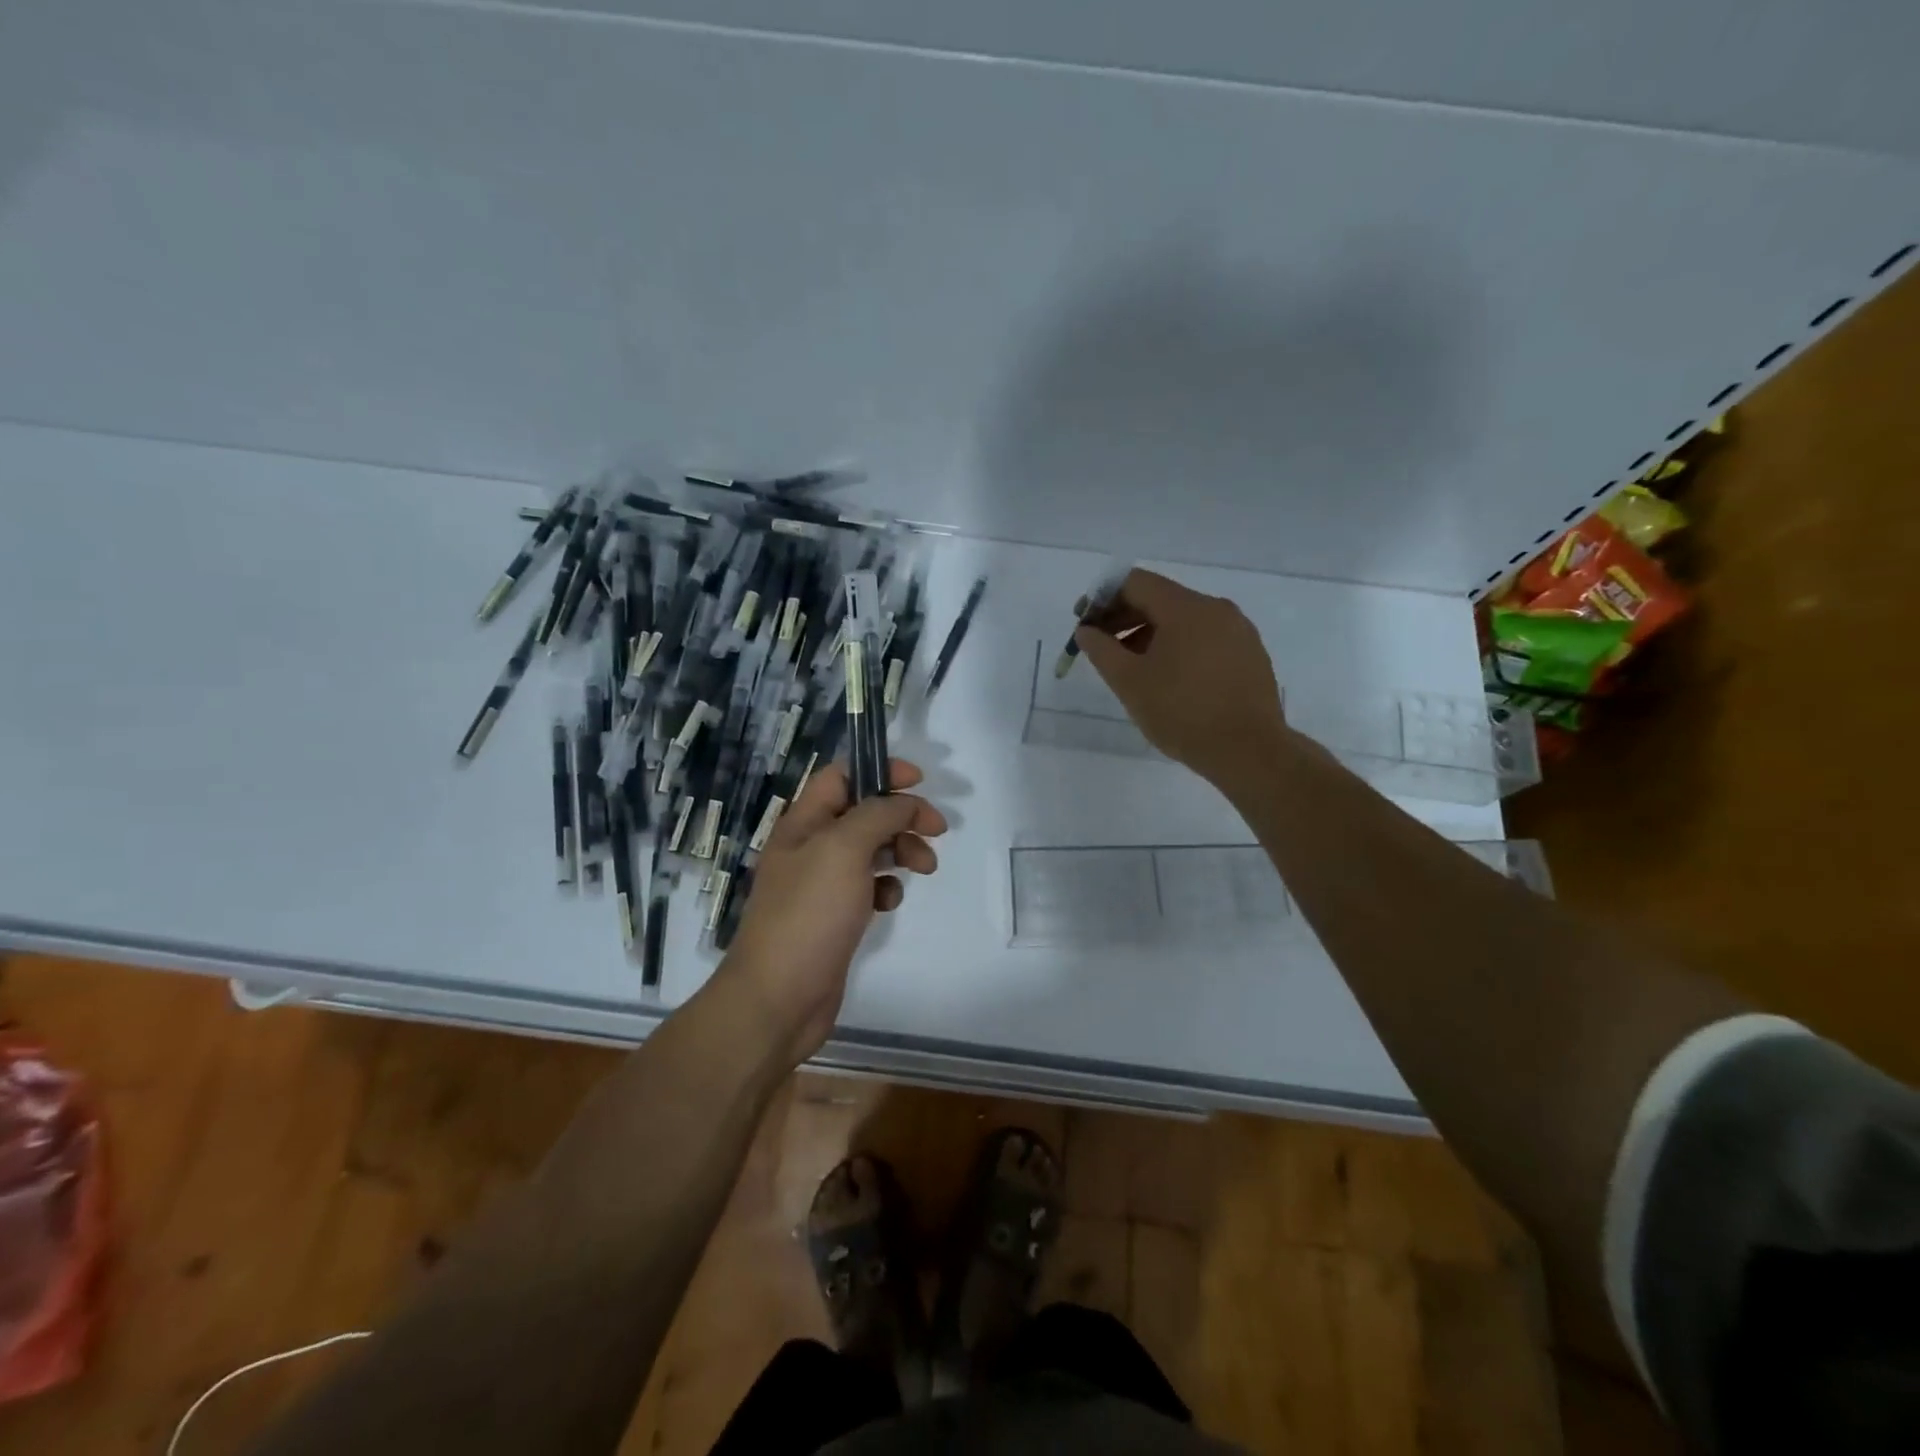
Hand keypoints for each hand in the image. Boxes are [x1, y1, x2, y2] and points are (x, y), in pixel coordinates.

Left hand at [720, 759, 946, 1064]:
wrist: (779, 998)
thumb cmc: (809, 914)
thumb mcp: (843, 849)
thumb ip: (877, 815)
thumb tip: (904, 802)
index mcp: (803, 823)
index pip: (841, 776)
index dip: (879, 770)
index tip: (919, 782)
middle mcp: (810, 847)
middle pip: (863, 813)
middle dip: (901, 816)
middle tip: (937, 830)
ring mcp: (822, 884)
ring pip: (871, 850)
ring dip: (901, 850)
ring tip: (925, 868)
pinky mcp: (834, 917)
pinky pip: (868, 887)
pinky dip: (886, 887)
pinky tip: (890, 902)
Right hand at [1074, 569, 1287, 790]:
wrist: (1249, 751)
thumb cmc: (1182, 713)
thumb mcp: (1129, 682)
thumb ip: (1101, 650)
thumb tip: (1086, 631)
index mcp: (1186, 608)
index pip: (1135, 583)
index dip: (1102, 599)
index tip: (1085, 625)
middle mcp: (1216, 609)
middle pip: (1160, 598)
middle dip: (1125, 618)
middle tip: (1101, 647)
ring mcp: (1238, 631)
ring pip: (1184, 620)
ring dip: (1150, 635)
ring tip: (1131, 668)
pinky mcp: (1250, 654)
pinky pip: (1205, 638)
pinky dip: (1179, 647)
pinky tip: (1168, 679)